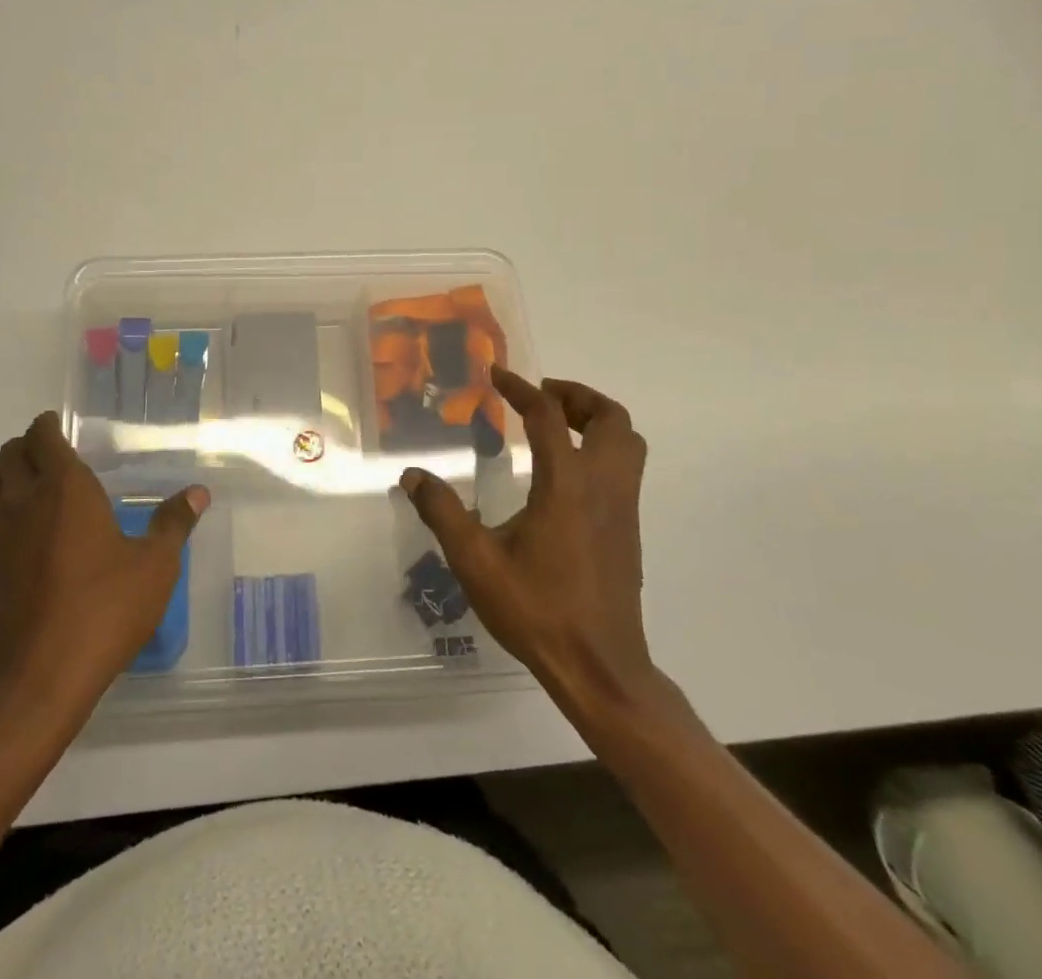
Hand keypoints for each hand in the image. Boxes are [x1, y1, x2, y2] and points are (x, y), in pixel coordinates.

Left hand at [0, 412, 208, 712]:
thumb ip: (174, 524)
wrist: (39, 677)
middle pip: (9, 454)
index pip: (42, 437)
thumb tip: (198, 493)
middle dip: (27, 446)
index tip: (59, 426)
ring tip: (34, 489)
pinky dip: (1, 514)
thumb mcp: (154, 567)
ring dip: (7, 475)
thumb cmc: (104, 610)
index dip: (48, 426)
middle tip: (51, 455)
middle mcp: (24, 502)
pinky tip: (27, 538)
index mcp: (65, 488)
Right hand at [400, 368, 666, 718]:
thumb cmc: (536, 610)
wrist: (599, 667)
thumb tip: (412, 475)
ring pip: (628, 442)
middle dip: (577, 396)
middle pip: (611, 419)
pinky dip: (601, 448)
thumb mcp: (476, 561)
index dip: (522, 389)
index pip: (549, 416)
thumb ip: (443, 512)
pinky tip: (565, 473)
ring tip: (555, 425)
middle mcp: (603, 487)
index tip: (497, 375)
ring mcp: (623, 509)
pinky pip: (626, 468)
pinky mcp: (629, 529)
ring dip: (596, 420)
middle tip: (540, 396)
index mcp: (567, 485)